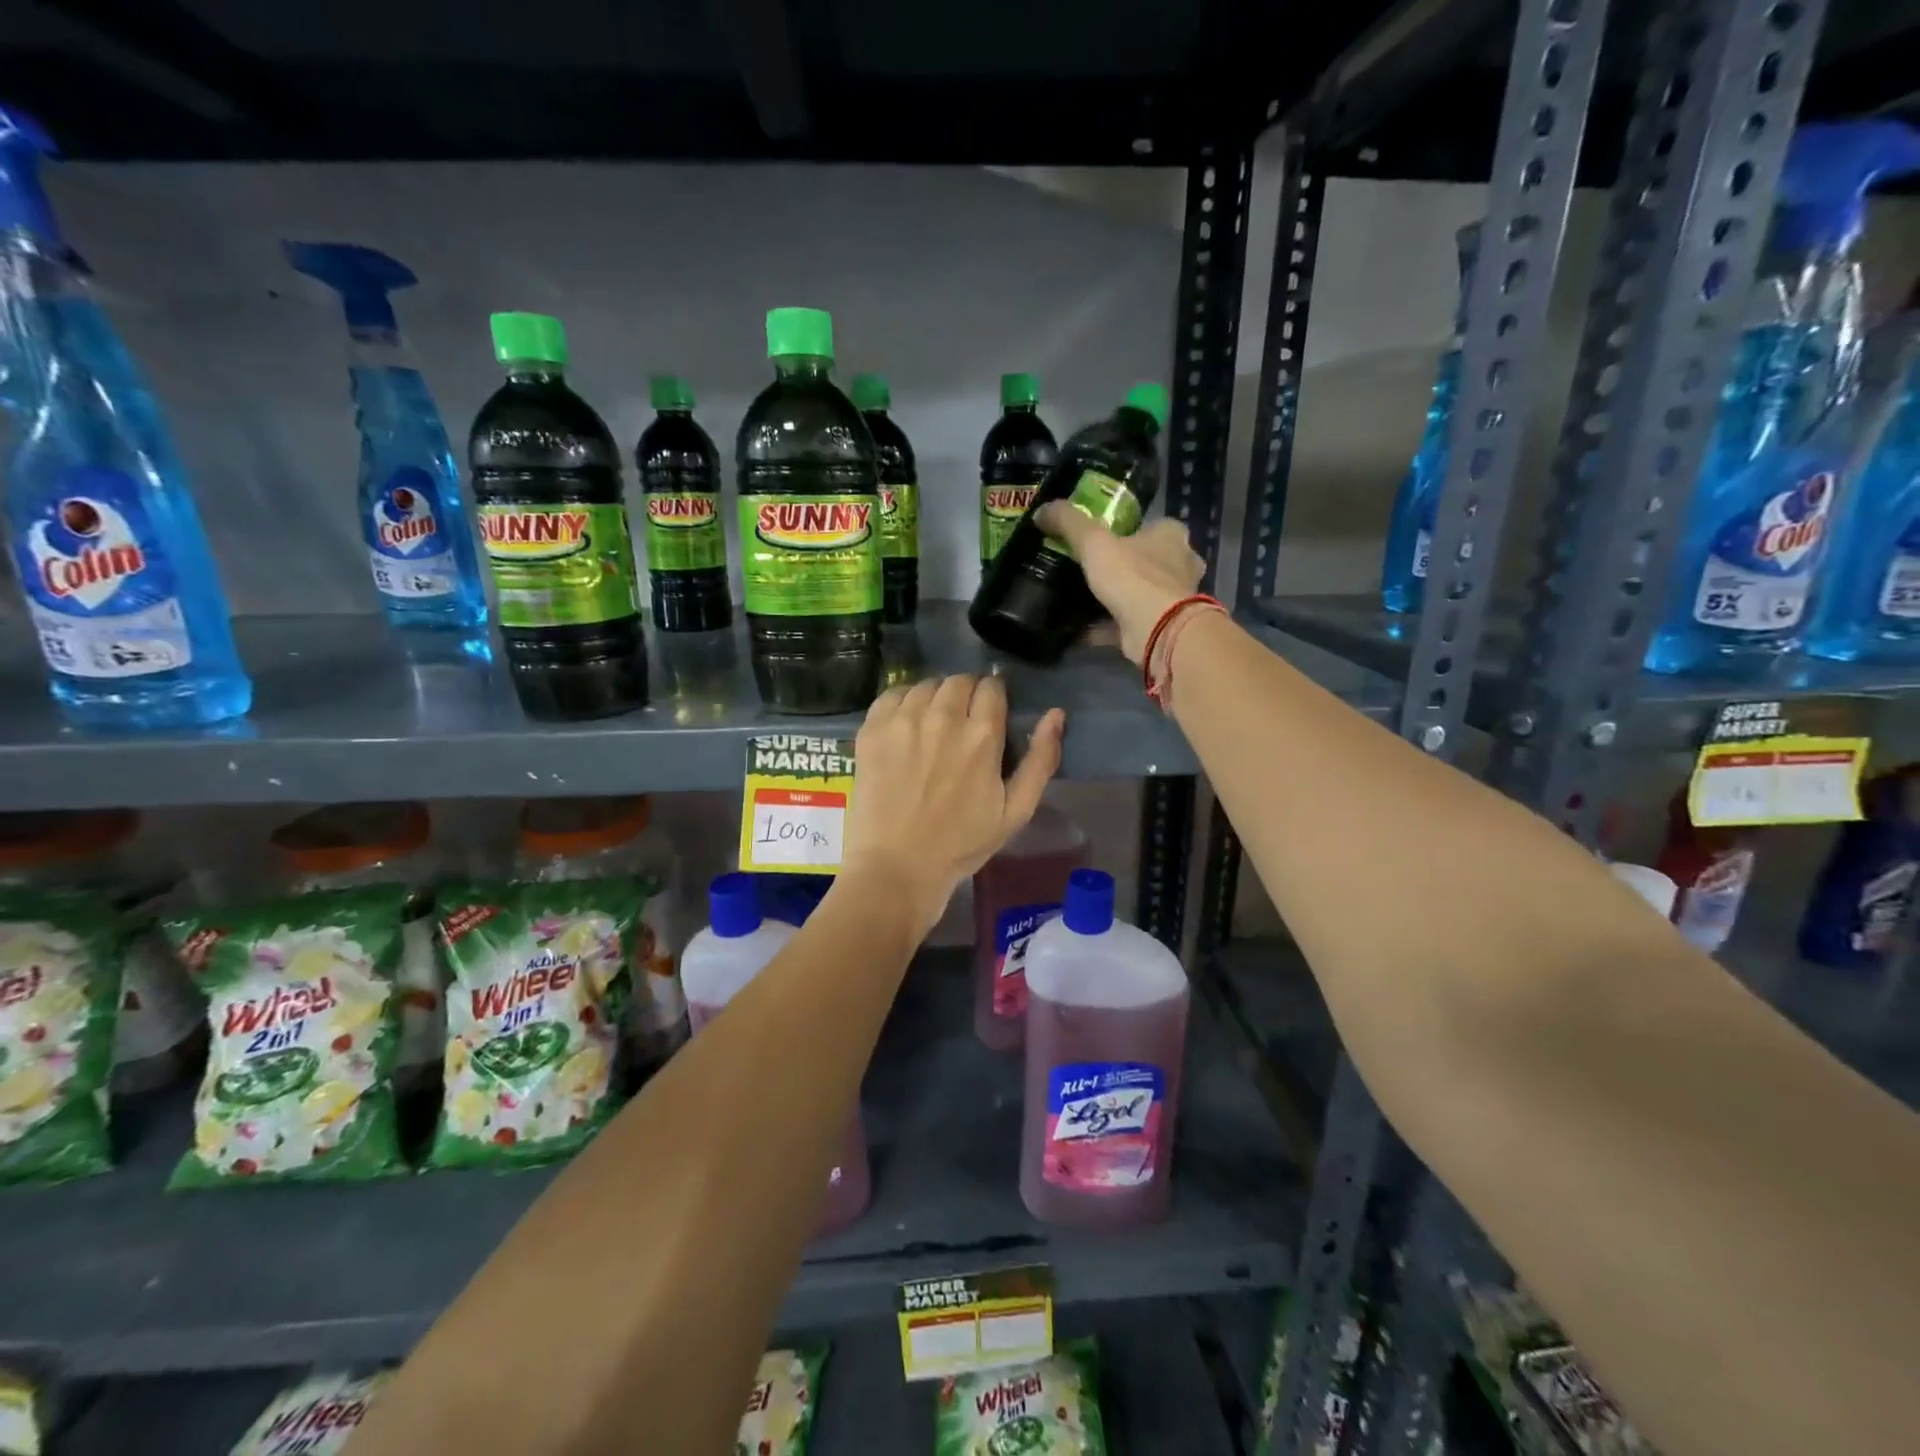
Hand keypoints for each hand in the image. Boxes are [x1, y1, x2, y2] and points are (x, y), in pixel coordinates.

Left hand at [842, 675, 1065, 930]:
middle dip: (965, 695)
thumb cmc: (961, 844)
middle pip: (958, 681)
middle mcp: (943, 717)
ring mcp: (903, 720)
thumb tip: (1055, 714)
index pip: (991, 687)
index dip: (993, 698)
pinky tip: (904, 727)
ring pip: (925, 685)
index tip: (988, 716)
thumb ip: (1040, 759)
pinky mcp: (872, 729)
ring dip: (934, 698)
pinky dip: (902, 703)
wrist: (897, 867)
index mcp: (982, 735)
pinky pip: (891, 695)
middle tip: (960, 724)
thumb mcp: (1016, 811)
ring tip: (931, 726)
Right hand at [1033, 504, 1203, 664]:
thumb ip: (1069, 523)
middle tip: (1084, 570)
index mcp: (1171, 534)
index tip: (1096, 539)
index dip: (1124, 530)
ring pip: (1138, 593)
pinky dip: (1104, 626)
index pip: (1149, 525)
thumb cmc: (1132, 576)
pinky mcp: (1161, 627)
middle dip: (1118, 566)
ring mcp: (1173, 599)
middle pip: (1144, 560)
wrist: (1158, 630)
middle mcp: (1179, 564)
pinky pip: (1127, 622)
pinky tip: (1077, 628)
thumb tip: (1041, 510)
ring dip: (1113, 597)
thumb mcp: (1093, 542)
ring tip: (1078, 598)